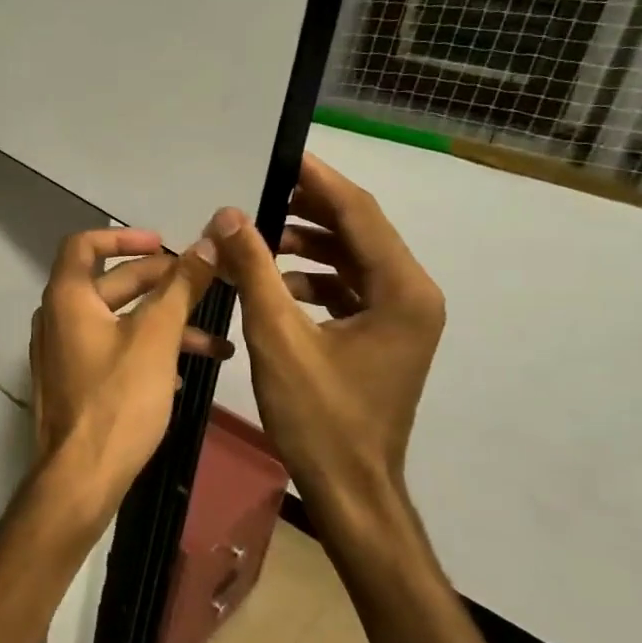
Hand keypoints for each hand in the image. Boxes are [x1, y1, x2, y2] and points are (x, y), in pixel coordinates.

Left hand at [28, 229, 225, 522]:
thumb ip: (181, 287)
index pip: (84, 244)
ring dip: (163, 323)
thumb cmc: (118, 399)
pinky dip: (145, 349)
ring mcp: (63, 352)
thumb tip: (208, 241)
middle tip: (205, 288)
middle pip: (109, 283)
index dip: (124, 237)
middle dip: (160, 284)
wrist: (81, 477)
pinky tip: (186, 371)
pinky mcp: (74, 381)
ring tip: (215, 342)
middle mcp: (57, 317)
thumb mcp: (156, 338)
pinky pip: (111, 350)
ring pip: (117, 321)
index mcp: (67, 297)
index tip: (163, 244)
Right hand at [206, 155, 444, 544]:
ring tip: (255, 237)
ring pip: (351, 259)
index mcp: (402, 291)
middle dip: (307, 208)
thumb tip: (228, 214)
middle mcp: (412, 295)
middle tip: (256, 190)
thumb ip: (255, 269)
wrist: (351, 489)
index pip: (358, 213)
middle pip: (358, 231)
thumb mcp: (278, 337)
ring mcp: (401, 317)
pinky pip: (347, 287)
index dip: (317, 180)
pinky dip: (310, 277)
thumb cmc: (320, 416)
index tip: (279, 153)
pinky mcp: (383, 336)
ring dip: (305, 244)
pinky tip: (271, 282)